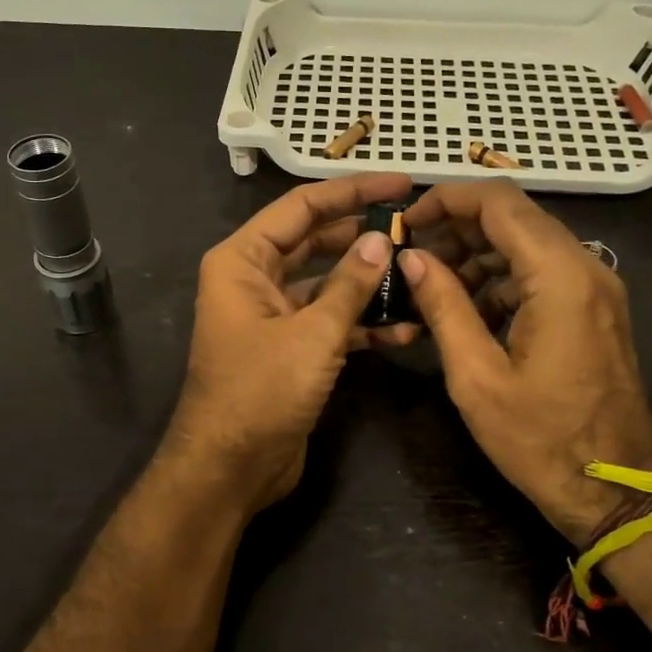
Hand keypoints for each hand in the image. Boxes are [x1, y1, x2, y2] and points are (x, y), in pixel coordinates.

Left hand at [165, 173, 416, 517]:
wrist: (231, 468)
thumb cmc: (261, 391)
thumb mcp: (312, 333)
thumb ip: (349, 284)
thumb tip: (380, 240)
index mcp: (243, 260)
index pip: (301, 208)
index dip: (351, 191)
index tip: (400, 183)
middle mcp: (254, 280)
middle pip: (315, 241)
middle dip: (363, 235)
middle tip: (417, 226)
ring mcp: (273, 316)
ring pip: (327, 284)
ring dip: (368, 283)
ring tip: (420, 274)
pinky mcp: (291, 349)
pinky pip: (330, 322)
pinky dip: (362, 324)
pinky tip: (406, 329)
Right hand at [398, 179, 651, 544]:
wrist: (617, 491)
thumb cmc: (540, 439)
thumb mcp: (476, 375)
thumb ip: (443, 305)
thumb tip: (412, 257)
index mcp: (558, 276)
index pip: (498, 202)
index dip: (445, 200)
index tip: (404, 224)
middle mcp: (585, 267)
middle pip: (514, 217)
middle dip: (457, 228)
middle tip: (410, 258)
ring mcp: (596, 289)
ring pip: (528, 244)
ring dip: (477, 255)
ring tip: (430, 287)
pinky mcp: (594, 310)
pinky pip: (542, 274)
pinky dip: (501, 279)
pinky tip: (466, 311)